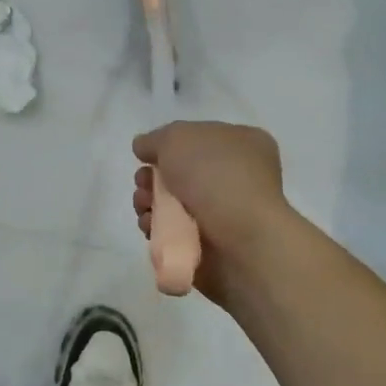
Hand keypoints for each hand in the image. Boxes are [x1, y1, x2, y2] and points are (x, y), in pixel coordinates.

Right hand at [132, 122, 291, 305]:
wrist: (241, 241)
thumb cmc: (215, 177)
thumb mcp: (176, 138)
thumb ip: (155, 139)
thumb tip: (144, 148)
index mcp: (243, 145)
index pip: (199, 138)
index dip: (169, 144)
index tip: (148, 155)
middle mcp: (238, 178)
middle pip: (181, 173)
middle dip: (153, 177)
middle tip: (143, 184)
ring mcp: (226, 215)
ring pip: (174, 204)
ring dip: (149, 203)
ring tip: (144, 207)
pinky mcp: (212, 248)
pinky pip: (175, 234)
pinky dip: (158, 229)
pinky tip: (151, 227)